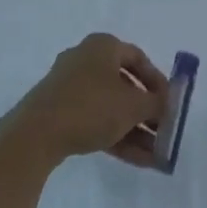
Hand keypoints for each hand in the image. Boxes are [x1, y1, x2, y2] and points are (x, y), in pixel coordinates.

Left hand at [0, 34, 168, 170]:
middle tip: (164, 132)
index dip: (159, 81)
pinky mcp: (59, 112)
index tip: (171, 104)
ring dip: (135, 130)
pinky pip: (95, 120)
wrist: (35, 134)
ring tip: (156, 155)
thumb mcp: (133, 106)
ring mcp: (70, 87)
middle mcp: (86, 60)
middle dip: (147, 112)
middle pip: (125, 85)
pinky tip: (139, 160)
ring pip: (111, 107)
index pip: (139, 58)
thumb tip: (169, 104)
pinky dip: (116, 137)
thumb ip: (157, 103)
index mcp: (103, 46)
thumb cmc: (91, 107)